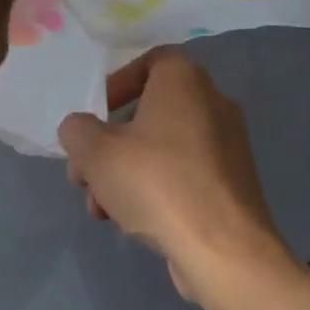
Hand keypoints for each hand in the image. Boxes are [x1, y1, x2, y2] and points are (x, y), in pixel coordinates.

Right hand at [58, 49, 292, 300]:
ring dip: (125, 172)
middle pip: (149, 111)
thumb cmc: (157, 183)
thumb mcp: (96, 153)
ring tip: (100, 208)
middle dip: (110, 143)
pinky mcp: (232, 182)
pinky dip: (156, 188)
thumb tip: (80, 129)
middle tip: (86, 173)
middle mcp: (213, 103)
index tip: (96, 115)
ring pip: (162, 147)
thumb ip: (77, 131)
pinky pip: (184, 173)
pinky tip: (131, 222)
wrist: (223, 249)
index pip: (151, 61)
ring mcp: (227, 145)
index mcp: (185, 81)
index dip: (117, 84)